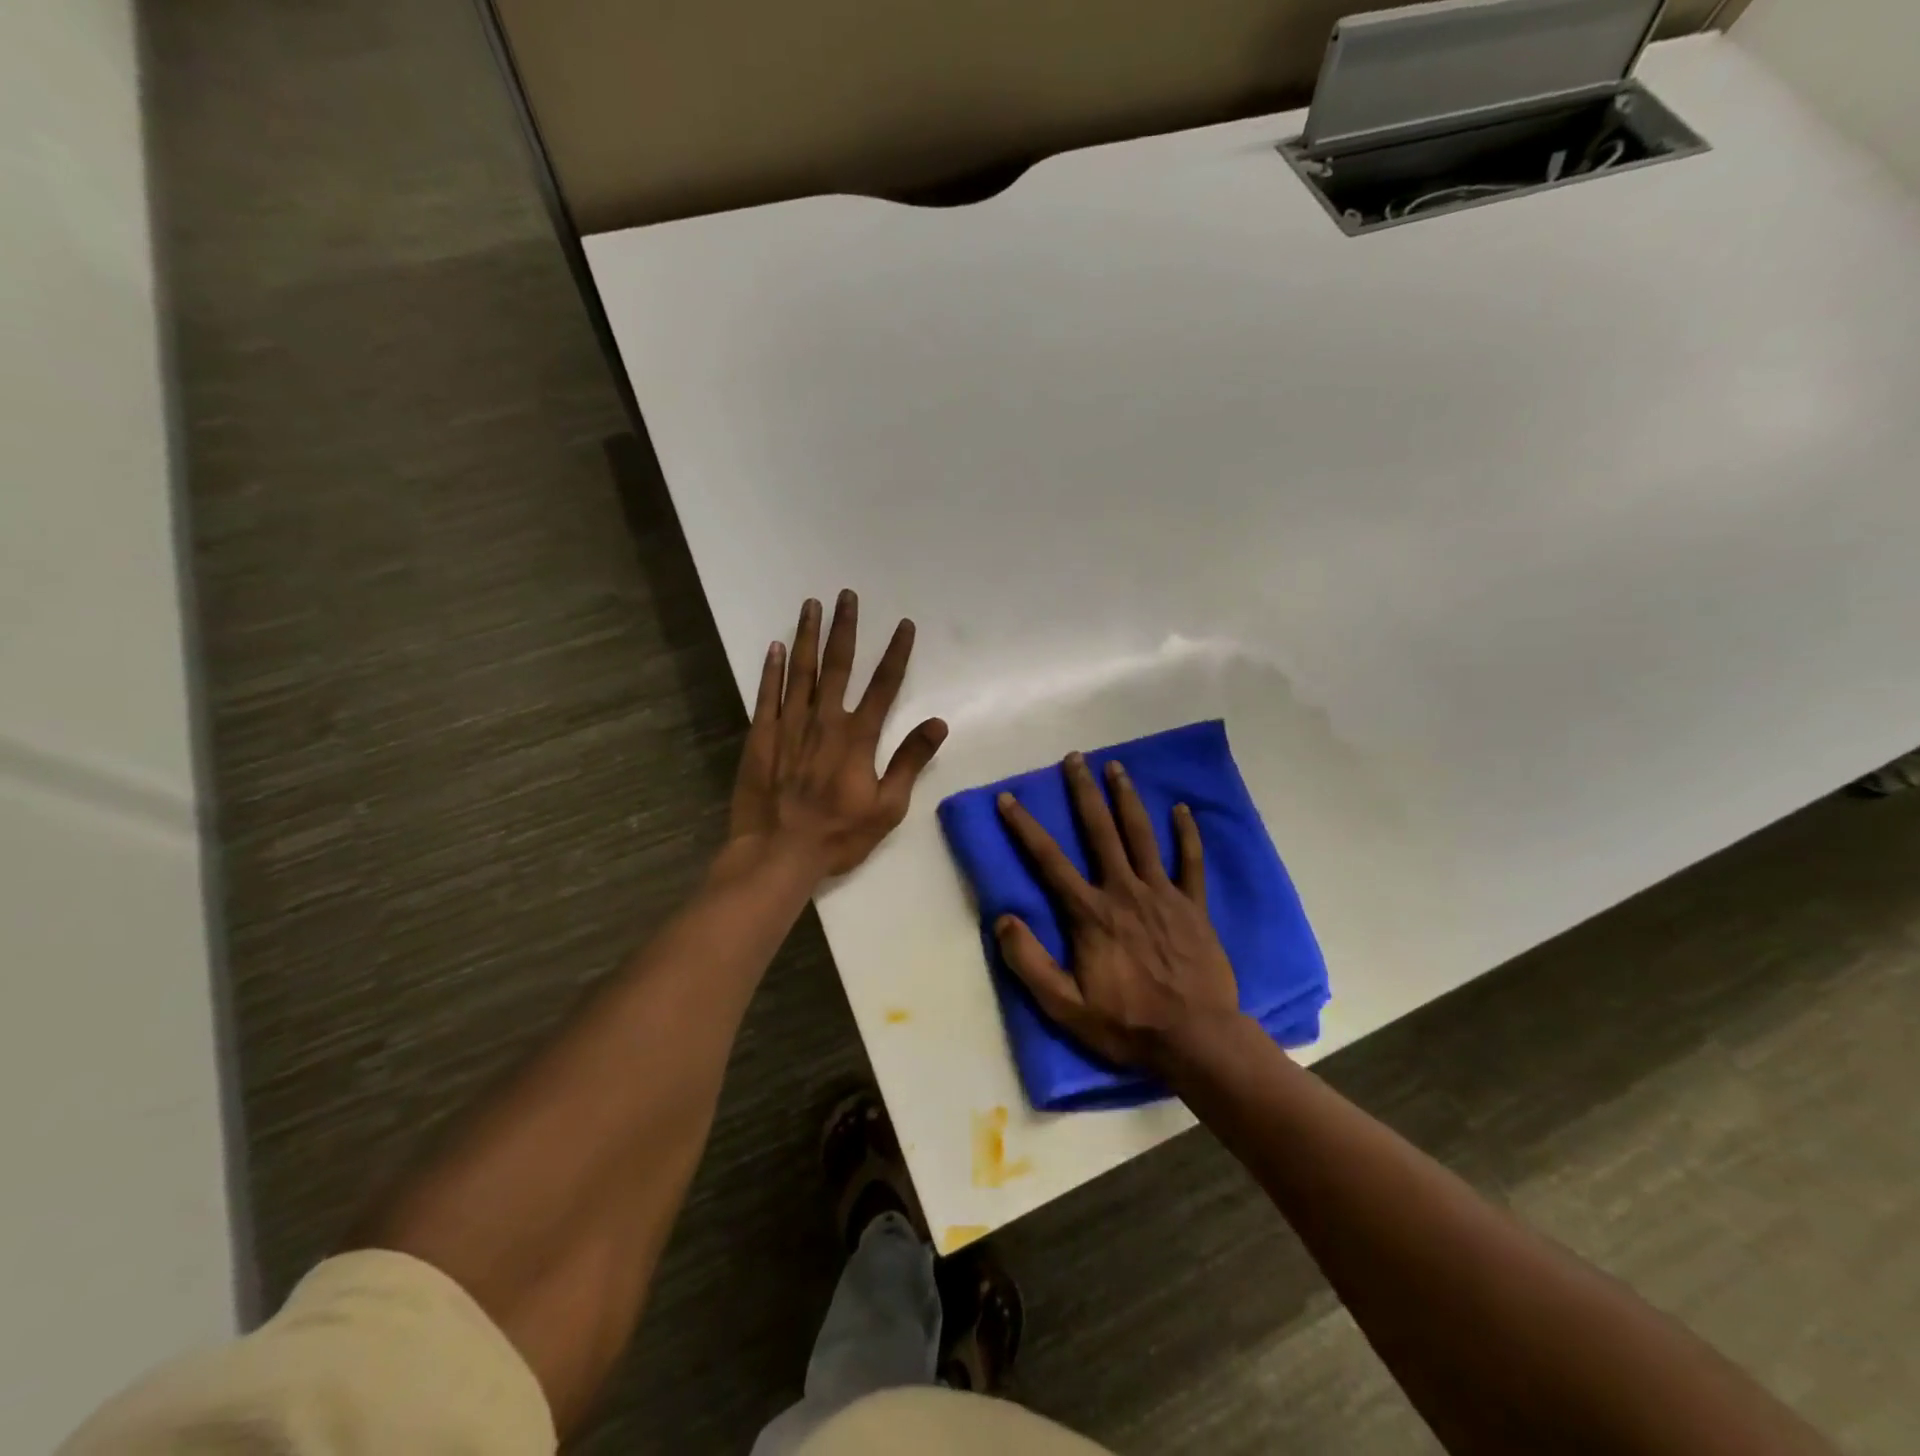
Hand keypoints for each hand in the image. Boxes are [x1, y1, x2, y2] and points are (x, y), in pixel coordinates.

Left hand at [729, 591, 948, 879]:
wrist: (778, 853)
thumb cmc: (838, 834)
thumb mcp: (888, 807)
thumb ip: (910, 761)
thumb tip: (938, 723)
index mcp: (858, 737)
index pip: (884, 685)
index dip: (896, 653)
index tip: (904, 625)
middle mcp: (824, 721)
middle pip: (838, 665)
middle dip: (845, 628)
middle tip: (846, 595)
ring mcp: (789, 726)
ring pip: (801, 671)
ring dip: (808, 636)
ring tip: (811, 605)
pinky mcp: (761, 737)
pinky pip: (767, 694)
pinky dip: (772, 669)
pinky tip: (775, 646)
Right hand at [995, 754, 1240, 1067]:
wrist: (1197, 1039)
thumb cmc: (1127, 1024)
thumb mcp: (1065, 1006)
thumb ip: (1029, 962)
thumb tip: (1002, 919)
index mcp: (1090, 913)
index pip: (1049, 861)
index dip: (1025, 827)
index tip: (1008, 798)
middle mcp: (1124, 891)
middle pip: (1100, 831)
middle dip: (1083, 792)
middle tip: (1075, 758)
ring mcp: (1162, 894)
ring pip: (1141, 835)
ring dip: (1126, 798)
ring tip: (1116, 767)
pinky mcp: (1193, 905)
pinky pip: (1190, 861)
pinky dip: (1186, 833)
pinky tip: (1181, 809)